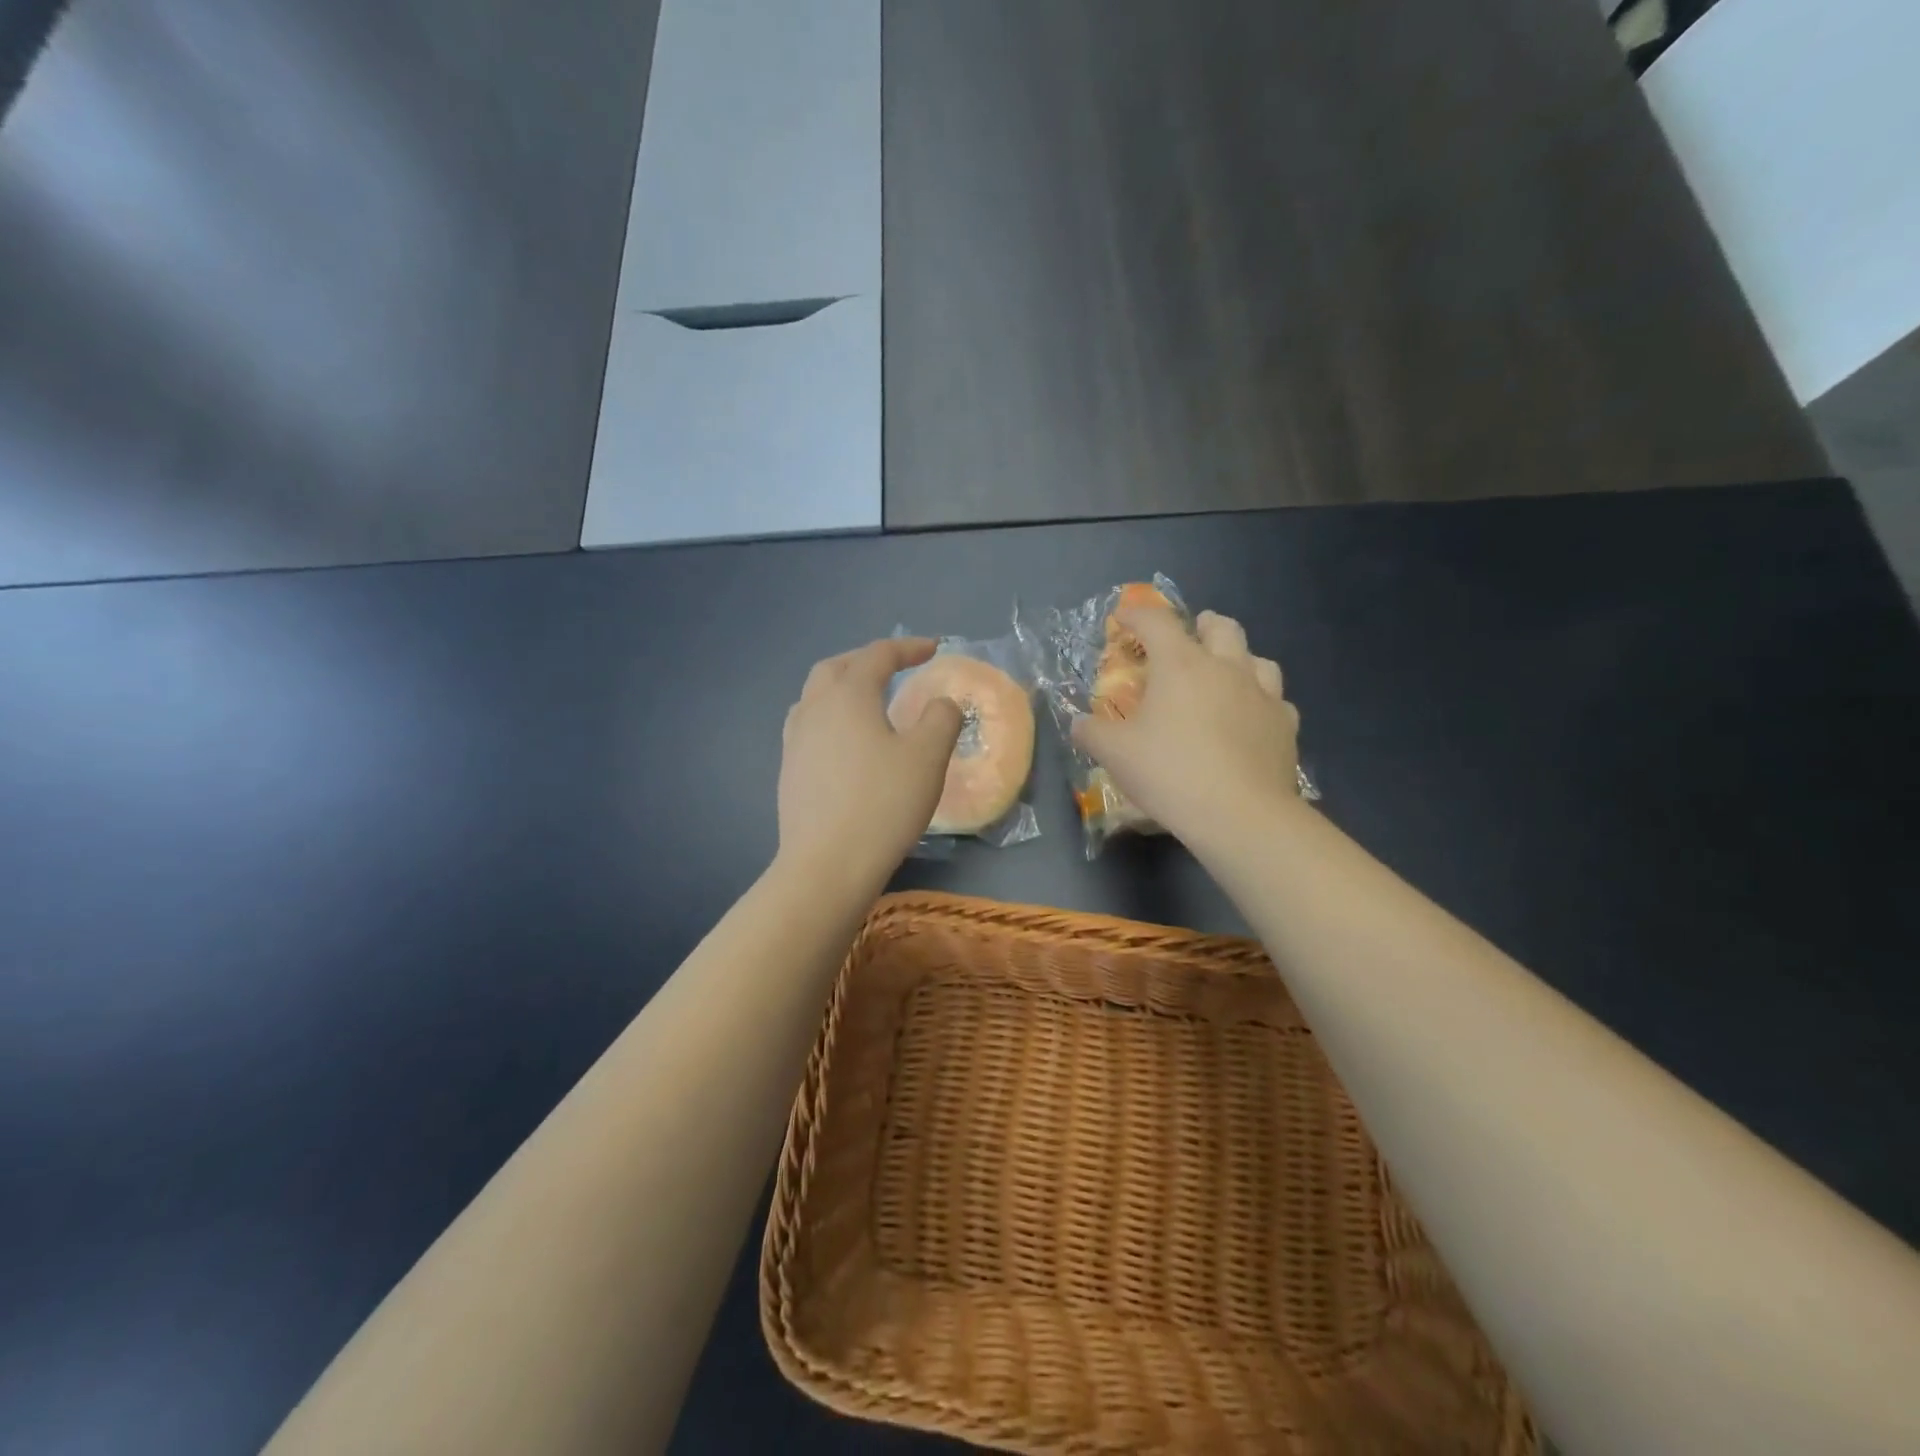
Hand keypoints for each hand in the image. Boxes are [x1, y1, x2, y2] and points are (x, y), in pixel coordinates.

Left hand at [776, 638, 963, 890]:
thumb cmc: (882, 804)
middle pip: (836, 668)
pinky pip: (809, 726)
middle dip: (867, 660)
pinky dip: (831, 717)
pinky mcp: (788, 771)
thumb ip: (941, 719)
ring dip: (843, 687)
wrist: (827, 865)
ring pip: (816, 696)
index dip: (908, 647)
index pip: (877, 655)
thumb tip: (940, 703)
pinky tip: (846, 742)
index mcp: (847, 695)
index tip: (934, 648)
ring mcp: (794, 741)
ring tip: (868, 701)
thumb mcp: (928, 757)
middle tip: (895, 668)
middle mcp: (814, 708)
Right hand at [1071, 607, 1302, 847]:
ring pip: (1257, 659)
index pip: (1156, 622)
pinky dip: (1260, 701)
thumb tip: (1079, 724)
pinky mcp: (1286, 726)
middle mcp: (1226, 668)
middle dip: (1202, 625)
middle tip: (1190, 635)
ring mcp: (1263, 695)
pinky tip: (1250, 718)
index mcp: (1181, 665)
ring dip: (1238, 659)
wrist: (1240, 814)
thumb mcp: (1114, 754)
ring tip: (1225, 674)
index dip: (1136, 614)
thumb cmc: (1170, 773)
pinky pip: (1275, 701)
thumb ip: (1091, 732)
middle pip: (1221, 627)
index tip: (1123, 617)